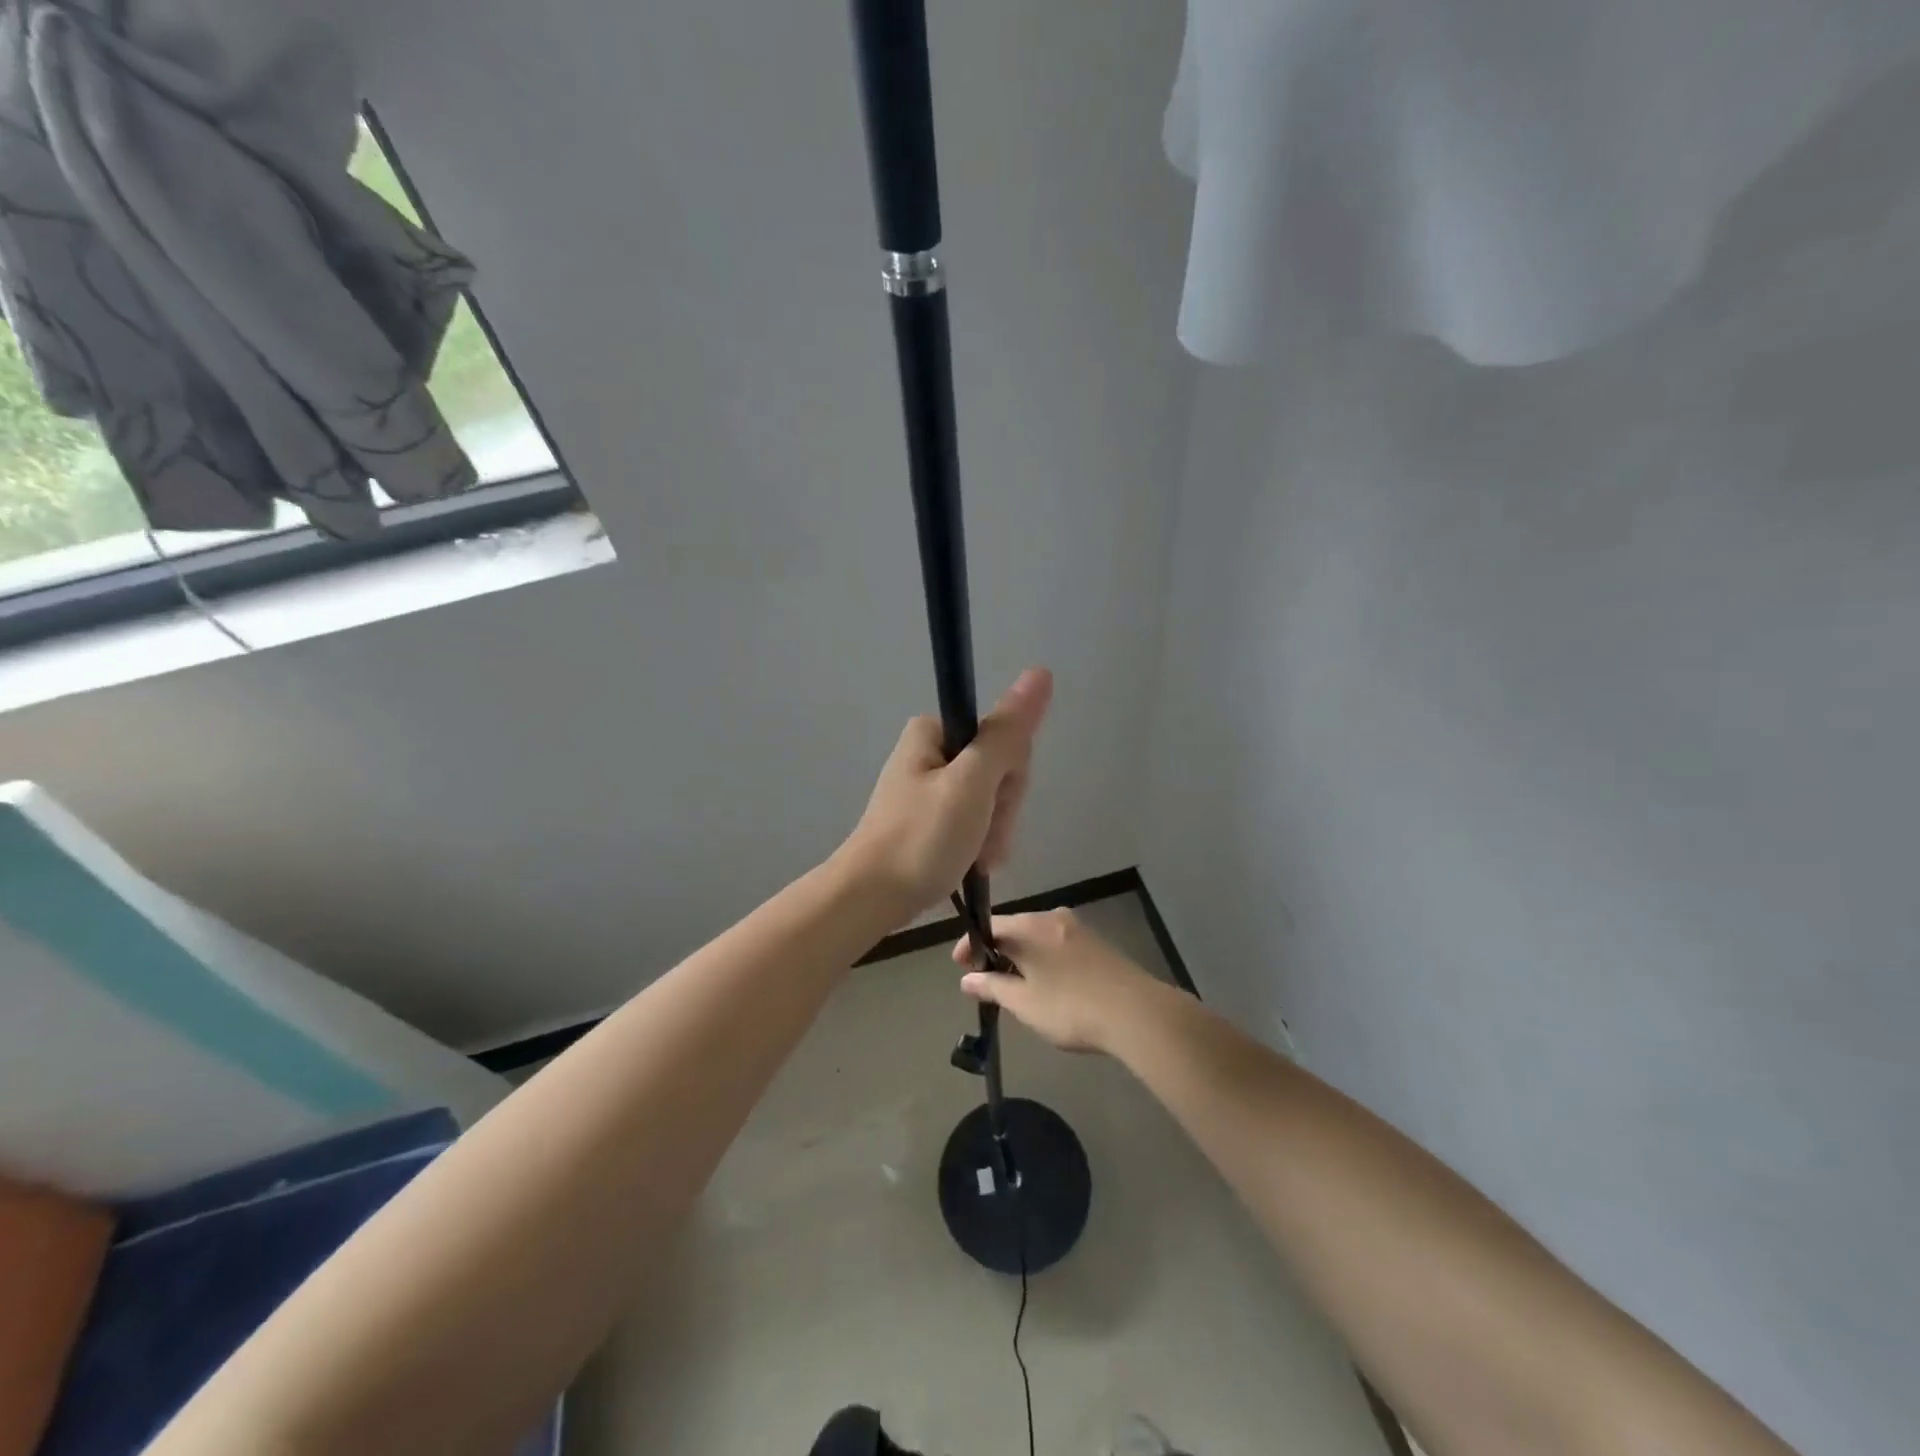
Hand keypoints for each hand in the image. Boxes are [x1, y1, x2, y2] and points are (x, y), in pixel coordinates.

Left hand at [839, 668, 1052, 921]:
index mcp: (934, 731)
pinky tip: (970, 864)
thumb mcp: (972, 783)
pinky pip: (971, 821)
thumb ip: (1007, 733)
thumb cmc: (922, 838)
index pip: (1004, 739)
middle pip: (997, 771)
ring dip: (992, 832)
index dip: (1010, 776)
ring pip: (989, 801)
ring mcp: (928, 787)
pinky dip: (977, 843)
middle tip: (981, 837)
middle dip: (1000, 810)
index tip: (992, 803)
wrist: (871, 898)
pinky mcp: (927, 818)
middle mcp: (930, 752)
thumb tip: (1039, 673)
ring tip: (974, 858)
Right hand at [951, 908, 1165, 1054]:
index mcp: (1031, 926)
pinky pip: (1058, 945)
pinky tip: (1046, 984)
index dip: (970, 945)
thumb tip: (966, 980)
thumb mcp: (1023, 1003)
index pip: (991, 925)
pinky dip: (1044, 959)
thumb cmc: (1070, 1007)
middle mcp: (1053, 917)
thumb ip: (992, 987)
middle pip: (1015, 928)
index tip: (959, 966)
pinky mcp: (1098, 944)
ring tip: (1014, 986)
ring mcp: (1079, 928)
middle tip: (985, 980)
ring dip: (1022, 957)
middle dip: (997, 951)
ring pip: (1038, 937)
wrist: (1137, 1014)